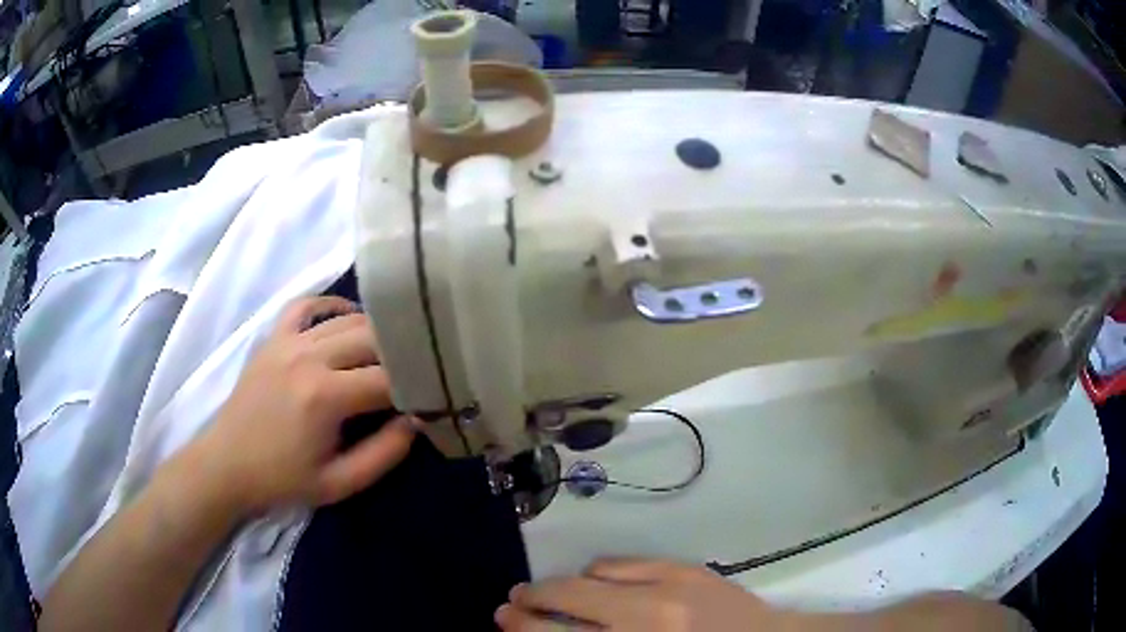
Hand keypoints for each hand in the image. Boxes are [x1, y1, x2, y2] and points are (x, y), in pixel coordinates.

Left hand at [195, 296, 414, 513]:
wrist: (226, 466)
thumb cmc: (282, 481)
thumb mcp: (339, 483)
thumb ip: (384, 453)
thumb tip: (417, 420)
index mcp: (326, 396)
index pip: (388, 379)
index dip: (417, 385)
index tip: (433, 394)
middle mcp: (309, 357)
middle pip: (372, 339)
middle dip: (401, 354)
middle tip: (418, 371)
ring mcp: (288, 341)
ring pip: (346, 320)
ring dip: (374, 332)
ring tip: (391, 351)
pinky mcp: (273, 338)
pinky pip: (307, 306)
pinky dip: (331, 307)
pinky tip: (347, 318)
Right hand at [496, 559, 788, 630]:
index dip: (523, 628)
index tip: (503, 620)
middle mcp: (645, 616)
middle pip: (568, 598)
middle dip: (531, 600)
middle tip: (512, 602)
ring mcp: (668, 585)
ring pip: (592, 574)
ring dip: (567, 585)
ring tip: (556, 594)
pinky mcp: (685, 567)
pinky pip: (624, 561)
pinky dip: (601, 571)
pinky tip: (598, 582)